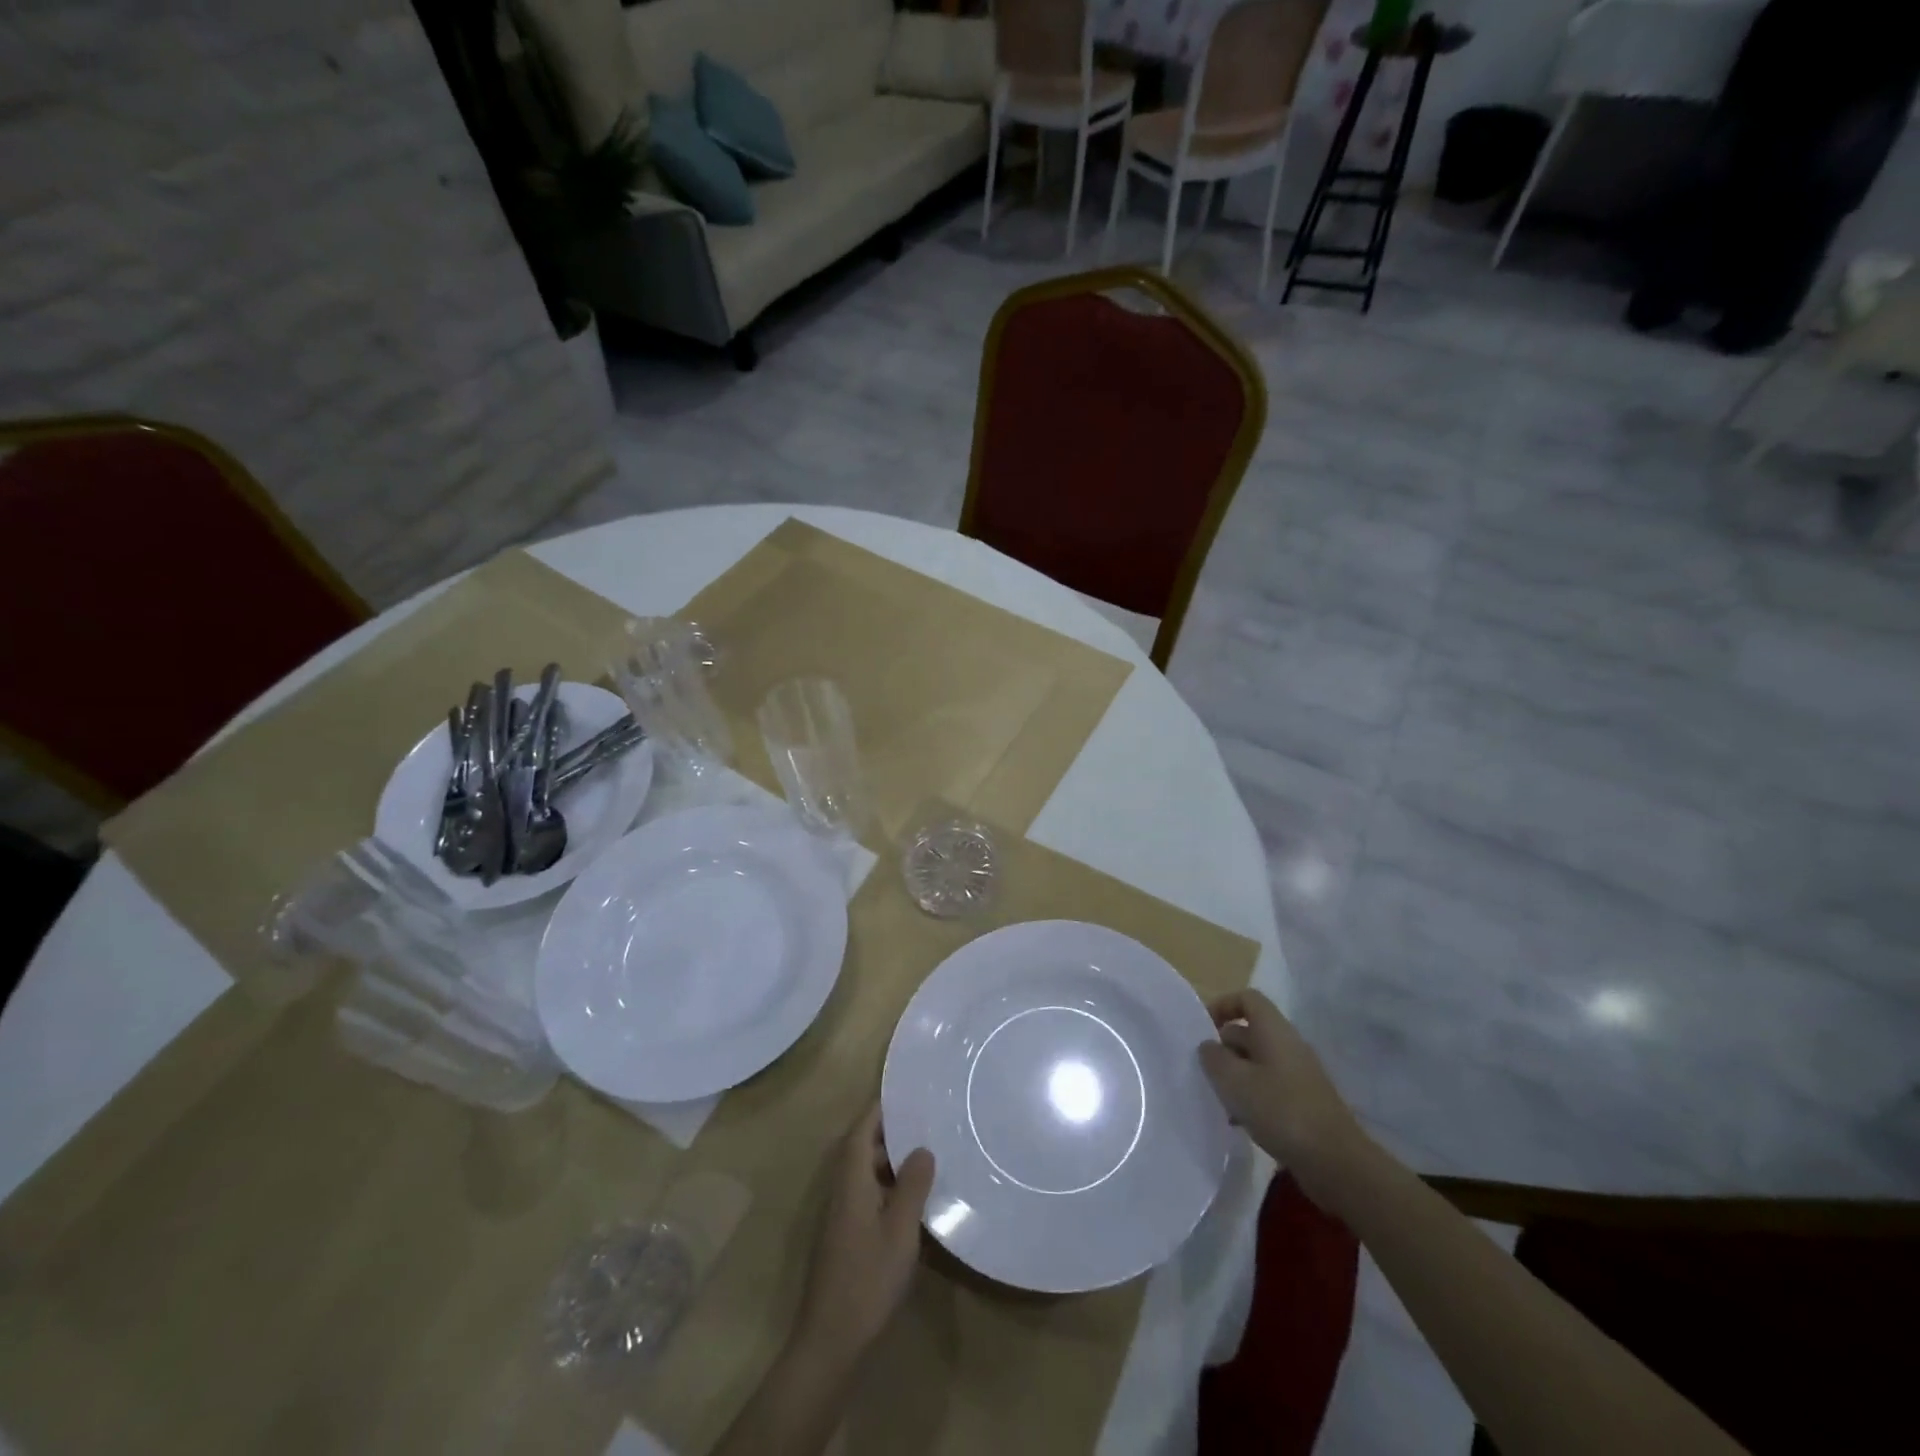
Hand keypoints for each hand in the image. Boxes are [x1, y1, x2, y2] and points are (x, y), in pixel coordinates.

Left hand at [794, 1103, 934, 1368]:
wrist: (830, 1341)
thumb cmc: (867, 1279)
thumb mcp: (900, 1231)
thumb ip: (912, 1185)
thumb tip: (922, 1147)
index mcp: (851, 1180)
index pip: (861, 1129)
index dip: (880, 1109)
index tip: (906, 1092)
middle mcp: (842, 1190)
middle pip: (862, 1147)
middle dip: (890, 1130)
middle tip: (926, 1119)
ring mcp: (842, 1215)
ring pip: (865, 1172)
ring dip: (890, 1159)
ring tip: (927, 1151)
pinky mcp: (846, 1237)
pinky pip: (868, 1194)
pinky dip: (888, 1185)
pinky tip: (913, 1197)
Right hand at [1198, 991, 1375, 1215]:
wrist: (1336, 1162)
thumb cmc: (1280, 1110)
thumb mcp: (1234, 1081)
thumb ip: (1214, 1058)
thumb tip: (1208, 1046)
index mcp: (1274, 1031)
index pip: (1248, 999)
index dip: (1223, 1006)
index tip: (1203, 1029)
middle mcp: (1288, 1046)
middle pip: (1250, 1032)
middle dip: (1224, 1048)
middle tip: (1204, 1071)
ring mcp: (1299, 1075)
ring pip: (1257, 1062)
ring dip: (1235, 1076)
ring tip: (1218, 1100)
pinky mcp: (1304, 1102)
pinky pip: (1270, 1087)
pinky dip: (1252, 1097)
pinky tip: (1239, 1122)